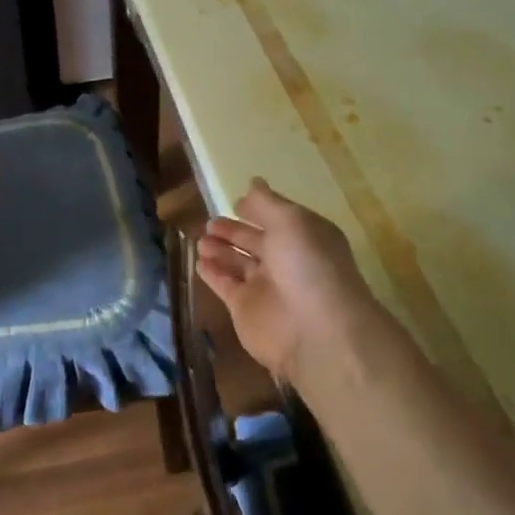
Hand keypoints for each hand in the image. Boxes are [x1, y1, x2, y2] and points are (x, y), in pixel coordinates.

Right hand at [196, 178, 382, 382]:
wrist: (316, 331)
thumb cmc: (308, 266)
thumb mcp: (291, 221)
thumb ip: (267, 202)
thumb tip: (253, 182)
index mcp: (303, 237)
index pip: (277, 219)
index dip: (257, 210)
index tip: (236, 202)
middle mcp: (285, 261)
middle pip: (254, 242)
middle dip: (233, 231)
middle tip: (210, 222)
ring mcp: (265, 287)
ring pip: (237, 263)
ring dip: (219, 250)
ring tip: (201, 239)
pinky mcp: (244, 309)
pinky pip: (224, 285)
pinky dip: (212, 273)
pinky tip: (199, 261)